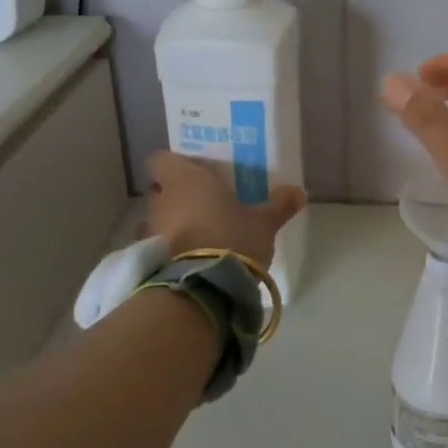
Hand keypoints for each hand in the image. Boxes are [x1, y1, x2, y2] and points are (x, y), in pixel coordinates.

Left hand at [142, 152, 305, 269]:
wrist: (202, 288)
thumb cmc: (231, 238)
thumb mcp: (264, 222)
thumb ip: (279, 205)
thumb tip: (298, 192)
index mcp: (186, 179)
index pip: (161, 159)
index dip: (176, 165)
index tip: (196, 173)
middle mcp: (161, 200)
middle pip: (161, 189)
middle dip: (178, 196)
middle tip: (205, 204)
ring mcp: (150, 231)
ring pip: (157, 219)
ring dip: (173, 224)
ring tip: (199, 235)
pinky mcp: (149, 260)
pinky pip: (157, 246)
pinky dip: (169, 250)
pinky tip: (190, 259)